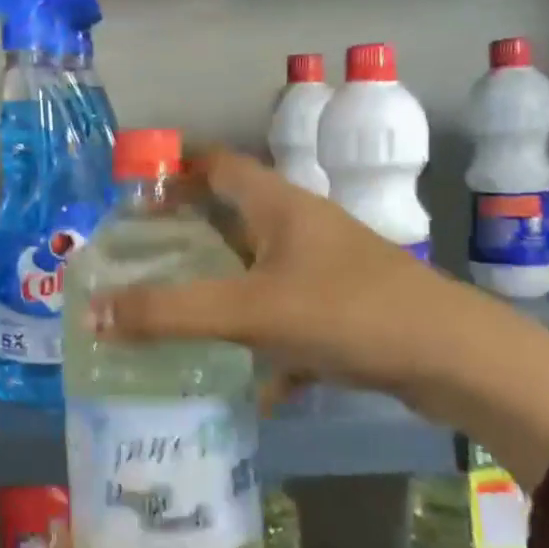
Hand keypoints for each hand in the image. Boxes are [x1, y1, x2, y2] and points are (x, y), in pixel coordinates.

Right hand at [90, 149, 548, 488]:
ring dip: (220, 289)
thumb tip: (94, 313)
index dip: (174, 170)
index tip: (132, 194)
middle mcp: (301, 227)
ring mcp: (325, 269)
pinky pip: (285, 317)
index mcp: (279, 205)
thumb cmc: (348, 311)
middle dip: (187, 236)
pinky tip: (245, 383)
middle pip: (232, 218)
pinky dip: (261, 341)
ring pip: (257, 271)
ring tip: (175, 314)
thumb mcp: (250, 311)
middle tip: (140, 259)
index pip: (217, 164)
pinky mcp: (342, 309)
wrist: (454, 358)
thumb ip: (171, 313)